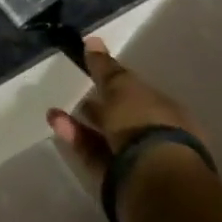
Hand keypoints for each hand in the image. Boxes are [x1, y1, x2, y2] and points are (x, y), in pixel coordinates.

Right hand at [47, 36, 205, 191]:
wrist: (152, 179)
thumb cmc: (144, 123)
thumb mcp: (122, 87)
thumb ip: (105, 67)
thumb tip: (92, 40)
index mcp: (168, 112)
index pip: (140, 94)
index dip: (117, 84)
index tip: (94, 74)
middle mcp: (157, 137)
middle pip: (123, 118)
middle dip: (99, 106)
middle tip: (76, 94)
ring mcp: (139, 161)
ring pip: (105, 138)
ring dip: (80, 123)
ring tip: (54, 112)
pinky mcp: (118, 181)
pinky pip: (94, 154)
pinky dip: (76, 139)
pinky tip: (57, 125)